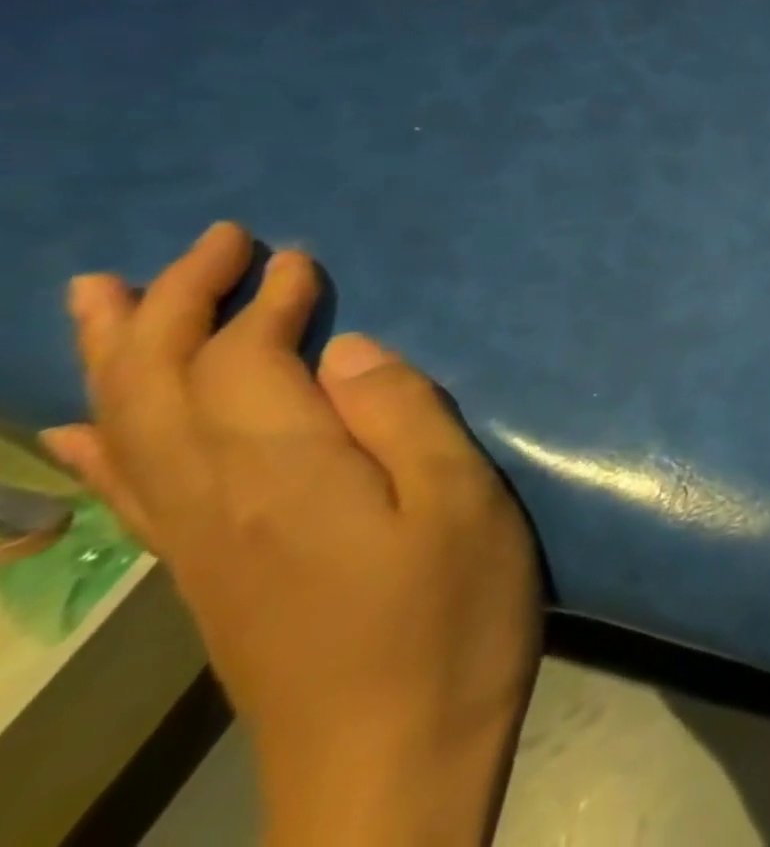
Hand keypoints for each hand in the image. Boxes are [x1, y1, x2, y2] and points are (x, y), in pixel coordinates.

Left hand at [41, 222, 539, 846]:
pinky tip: (73, 433)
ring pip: (125, 434)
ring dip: (114, 356)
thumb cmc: (451, 618)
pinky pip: (129, 495)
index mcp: (286, 476)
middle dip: (172, 305)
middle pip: (159, 387)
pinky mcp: (210, 579)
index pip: (243, 363)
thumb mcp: (460, 504)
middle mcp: (218, 503)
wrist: (392, 764)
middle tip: (210, 241)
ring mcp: (202, 548)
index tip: (298, 257)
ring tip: (99, 294)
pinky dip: (95, 447)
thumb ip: (405, 417)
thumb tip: (352, 349)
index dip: (264, 302)